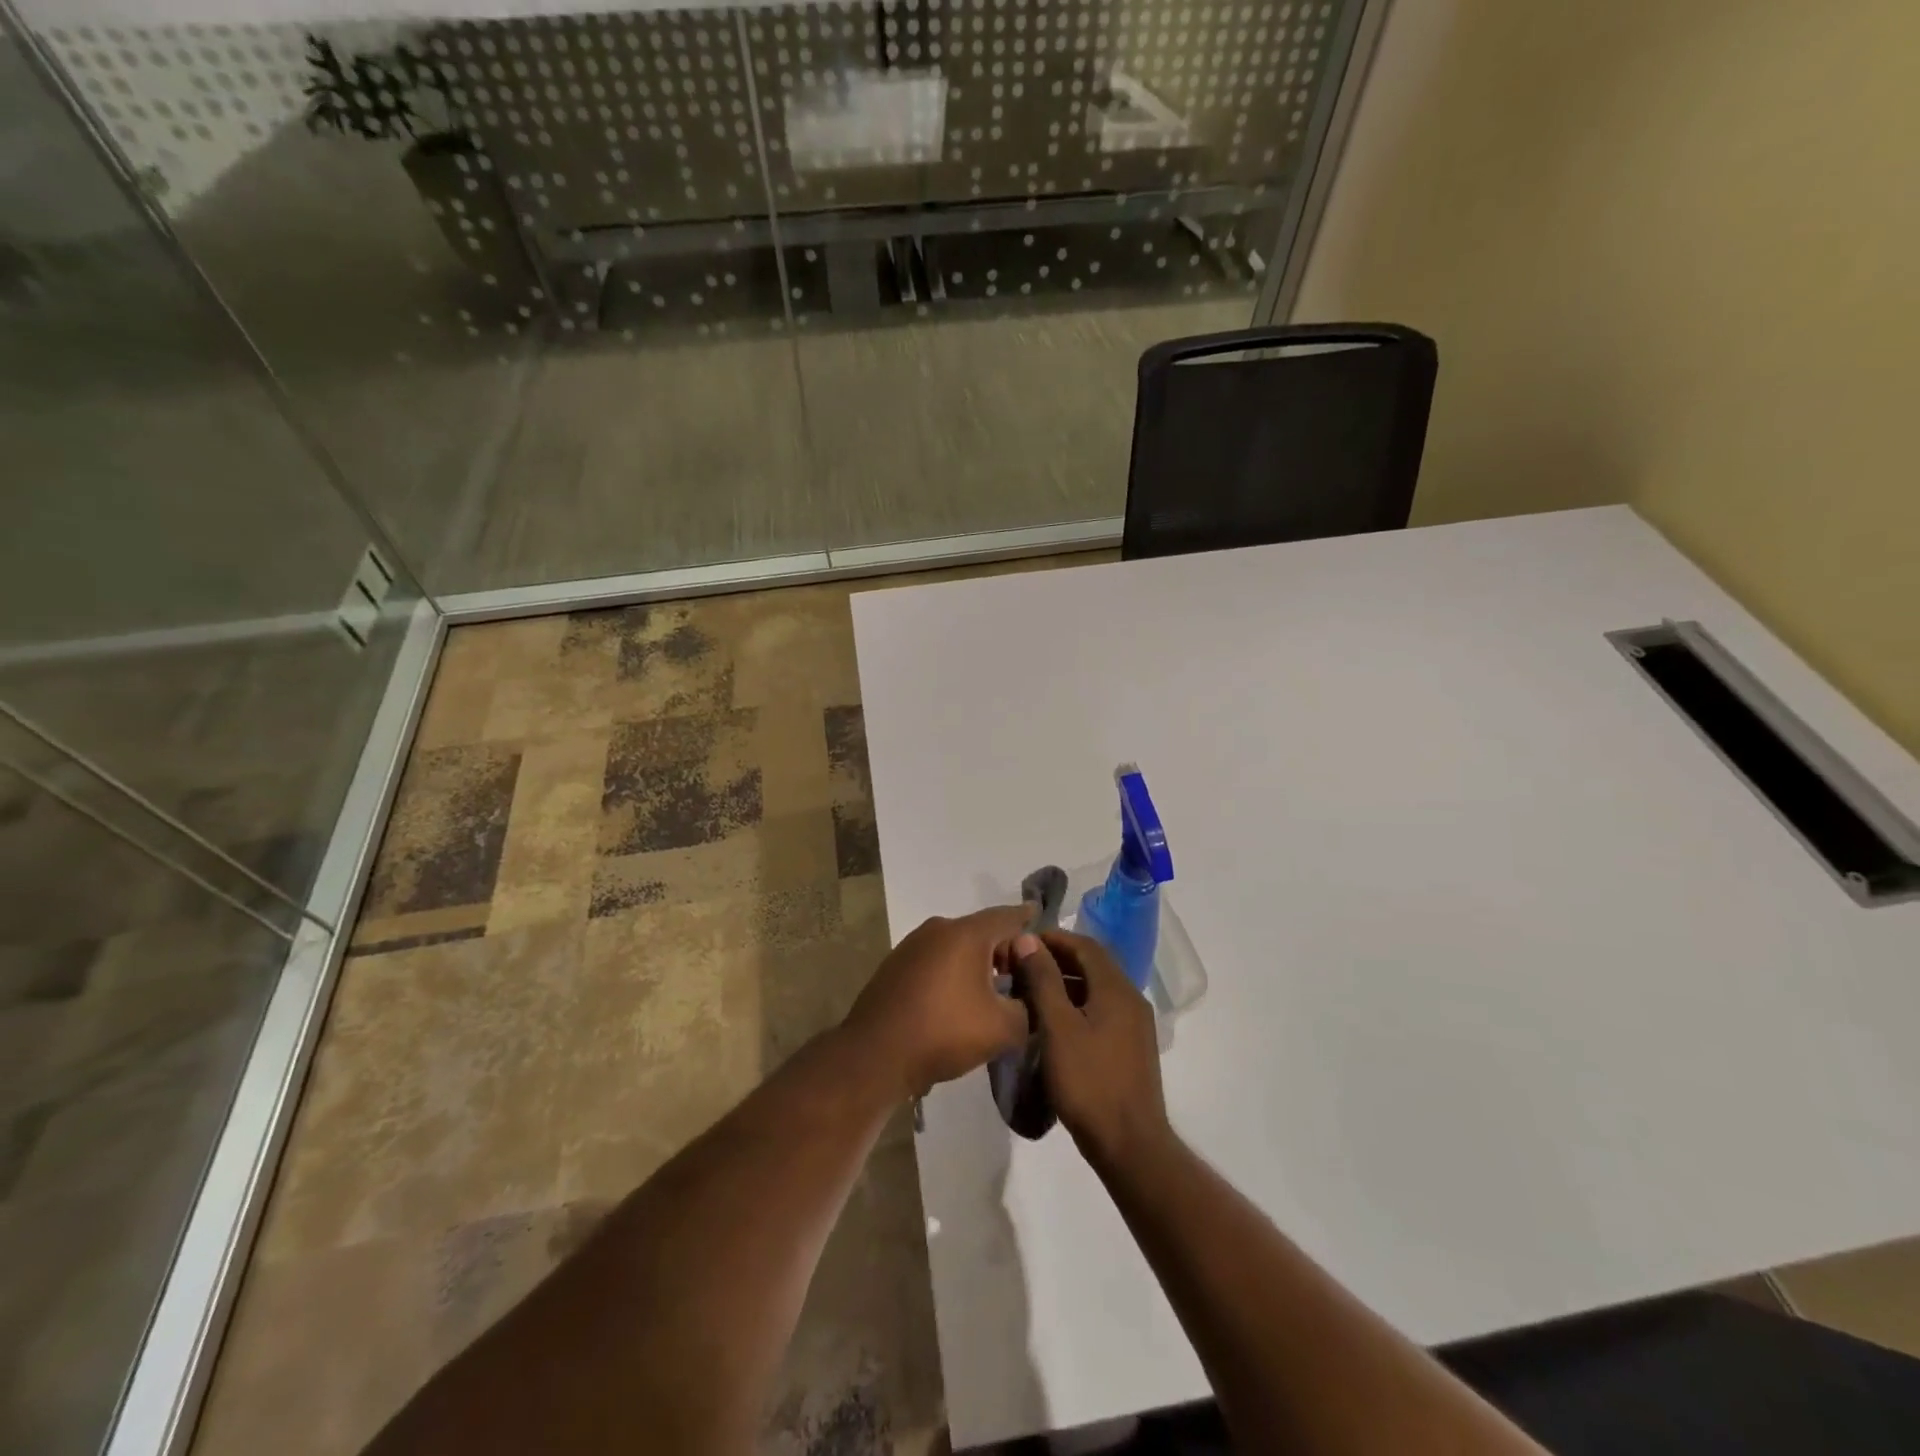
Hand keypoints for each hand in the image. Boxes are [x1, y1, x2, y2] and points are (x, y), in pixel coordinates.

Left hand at [844, 906, 1031, 1099]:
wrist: (875, 1055)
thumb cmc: (944, 1032)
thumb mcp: (1003, 1028)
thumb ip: (1029, 1009)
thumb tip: (1030, 1001)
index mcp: (966, 933)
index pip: (1007, 916)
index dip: (1028, 918)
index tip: (1040, 915)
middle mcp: (938, 929)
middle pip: (981, 931)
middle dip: (1004, 949)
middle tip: (1023, 974)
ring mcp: (912, 945)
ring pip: (956, 946)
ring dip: (977, 963)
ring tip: (994, 991)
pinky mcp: (896, 965)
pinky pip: (936, 960)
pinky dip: (953, 972)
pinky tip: (959, 1000)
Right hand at [1014, 930, 1169, 1170]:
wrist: (1130, 1145)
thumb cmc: (1089, 1082)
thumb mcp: (1058, 1027)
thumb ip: (1043, 979)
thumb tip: (1028, 939)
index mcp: (1116, 988)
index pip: (1084, 945)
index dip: (1052, 938)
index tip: (1021, 942)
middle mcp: (1131, 998)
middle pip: (1092, 964)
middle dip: (1056, 959)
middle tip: (1021, 966)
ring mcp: (1134, 1025)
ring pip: (1096, 989)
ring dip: (1064, 983)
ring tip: (1030, 993)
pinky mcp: (1131, 1047)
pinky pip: (1101, 1011)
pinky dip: (1076, 1005)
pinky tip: (1053, 1024)